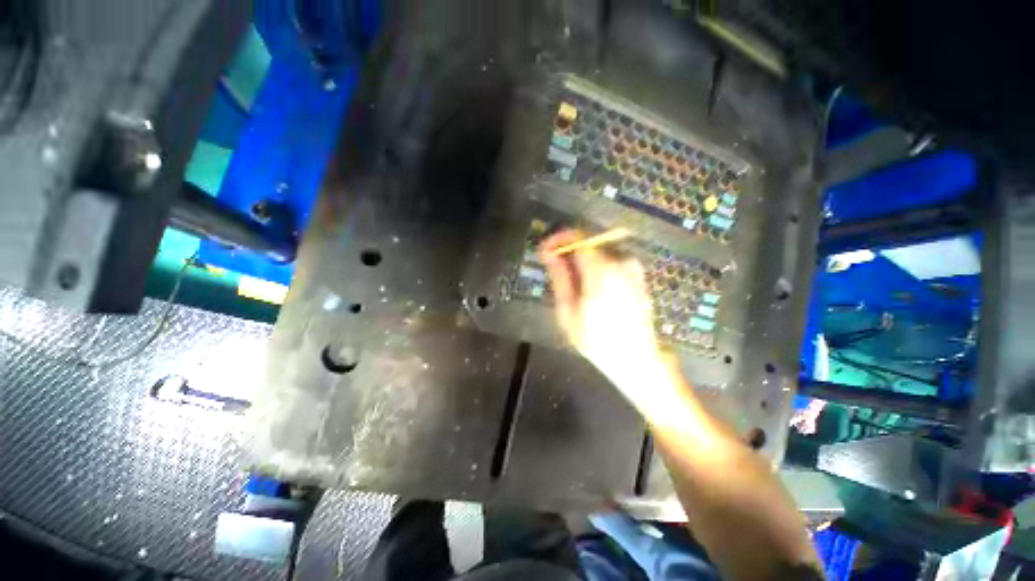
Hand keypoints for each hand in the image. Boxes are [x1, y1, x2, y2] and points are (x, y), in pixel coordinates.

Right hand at [539, 230, 662, 384]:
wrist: (635, 359)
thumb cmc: (596, 339)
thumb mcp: (568, 310)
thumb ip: (559, 277)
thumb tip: (549, 252)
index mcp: (601, 271)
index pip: (578, 237)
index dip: (559, 238)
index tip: (546, 249)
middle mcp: (620, 263)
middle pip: (589, 243)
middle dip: (570, 252)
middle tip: (556, 269)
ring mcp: (632, 269)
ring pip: (600, 253)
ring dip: (583, 261)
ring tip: (573, 283)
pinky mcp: (638, 276)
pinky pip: (612, 262)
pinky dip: (598, 268)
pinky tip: (592, 288)